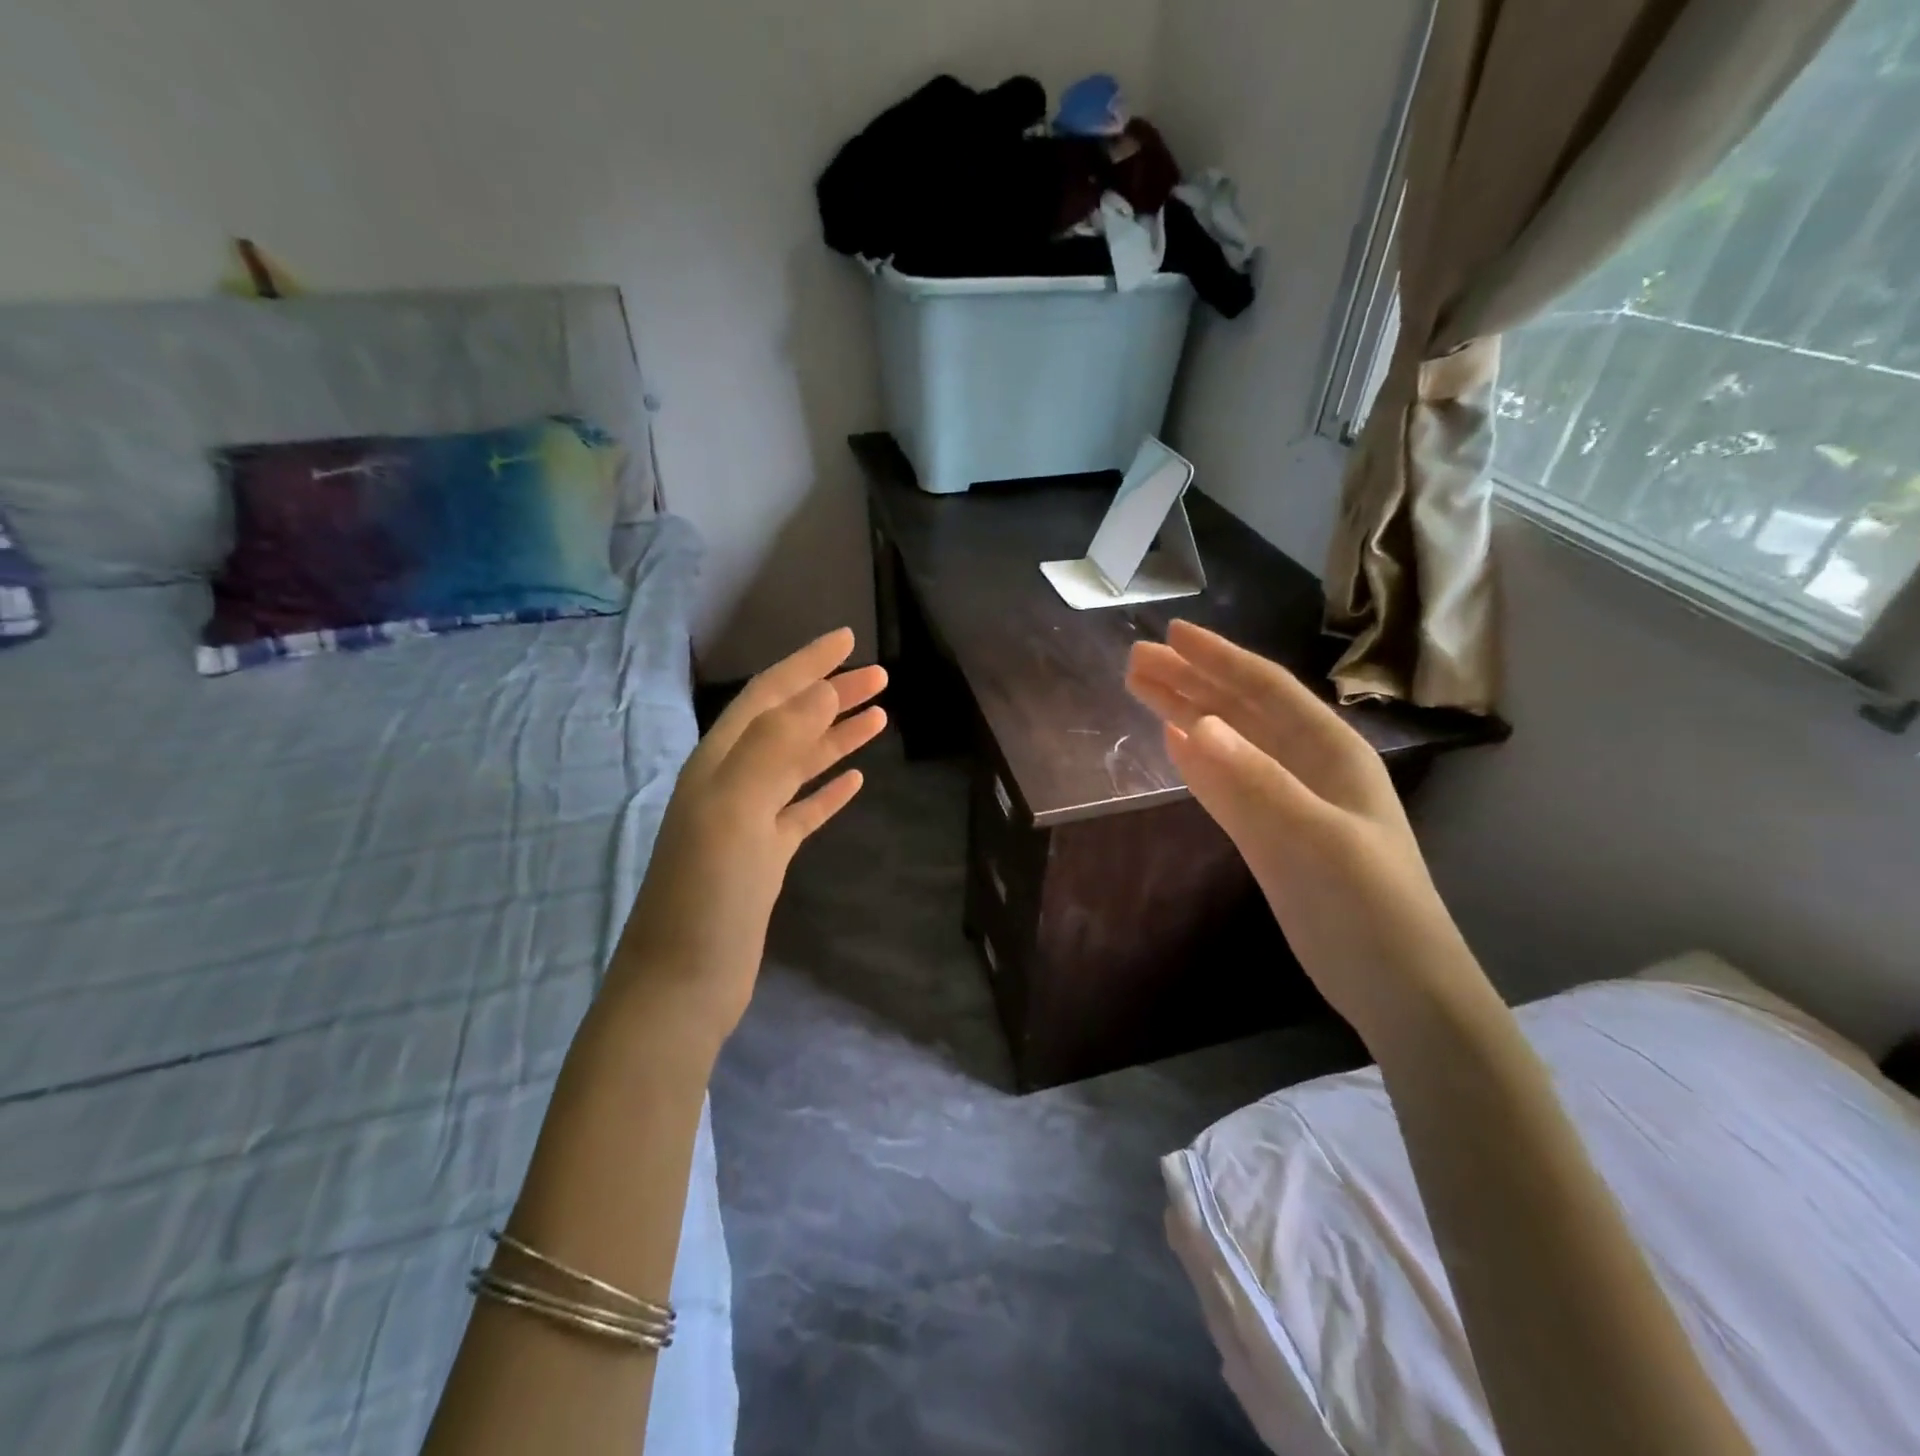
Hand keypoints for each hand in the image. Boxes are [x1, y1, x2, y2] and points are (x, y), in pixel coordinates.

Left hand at [609, 628, 886, 1042]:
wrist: (683, 983)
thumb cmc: (707, 894)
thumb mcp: (735, 810)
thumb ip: (774, 746)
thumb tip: (818, 692)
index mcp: (718, 764)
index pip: (767, 697)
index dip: (806, 664)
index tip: (848, 640)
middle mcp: (731, 784)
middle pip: (788, 725)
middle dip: (831, 695)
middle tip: (880, 677)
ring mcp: (749, 823)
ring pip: (799, 765)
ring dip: (836, 737)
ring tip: (879, 717)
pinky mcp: (765, 858)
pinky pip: (803, 810)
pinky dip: (829, 790)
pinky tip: (855, 780)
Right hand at [1126, 620, 1485, 1042]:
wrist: (1397, 987)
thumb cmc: (1367, 907)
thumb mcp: (1314, 839)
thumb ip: (1255, 781)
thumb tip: (1194, 725)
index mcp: (1330, 751)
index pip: (1265, 689)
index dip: (1218, 658)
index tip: (1171, 634)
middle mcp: (1308, 765)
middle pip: (1240, 709)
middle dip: (1191, 680)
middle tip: (1135, 660)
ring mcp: (1287, 799)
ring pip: (1229, 742)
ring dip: (1187, 713)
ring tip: (1141, 688)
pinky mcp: (1269, 833)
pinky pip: (1225, 783)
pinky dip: (1197, 761)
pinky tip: (1173, 743)